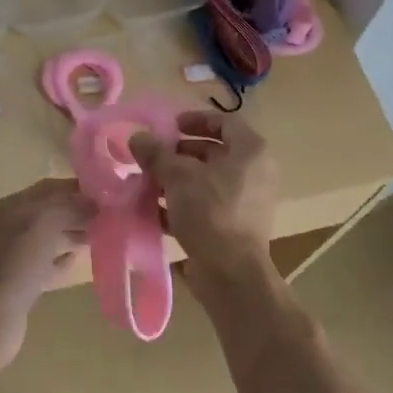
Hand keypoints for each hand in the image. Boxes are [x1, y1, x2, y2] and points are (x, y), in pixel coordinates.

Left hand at [0, 178, 91, 362]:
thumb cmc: (16, 265)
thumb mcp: (44, 225)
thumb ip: (70, 207)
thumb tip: (96, 203)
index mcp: (11, 207)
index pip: (49, 188)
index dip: (77, 188)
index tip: (109, 194)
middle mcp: (10, 227)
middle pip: (51, 212)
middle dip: (79, 212)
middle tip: (111, 216)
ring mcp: (14, 256)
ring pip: (51, 238)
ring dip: (74, 235)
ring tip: (102, 237)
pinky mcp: (21, 282)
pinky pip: (47, 264)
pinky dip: (63, 261)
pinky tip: (77, 262)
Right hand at [130, 112, 277, 287]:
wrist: (231, 273)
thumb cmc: (210, 212)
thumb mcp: (177, 177)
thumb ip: (156, 154)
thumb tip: (137, 138)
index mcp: (251, 152)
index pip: (224, 122)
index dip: (194, 120)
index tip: (168, 127)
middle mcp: (254, 173)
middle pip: (213, 152)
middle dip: (179, 154)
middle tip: (152, 157)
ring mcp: (247, 202)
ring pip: (206, 181)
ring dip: (176, 180)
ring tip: (147, 184)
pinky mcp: (234, 227)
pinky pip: (206, 206)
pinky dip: (182, 205)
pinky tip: (153, 212)